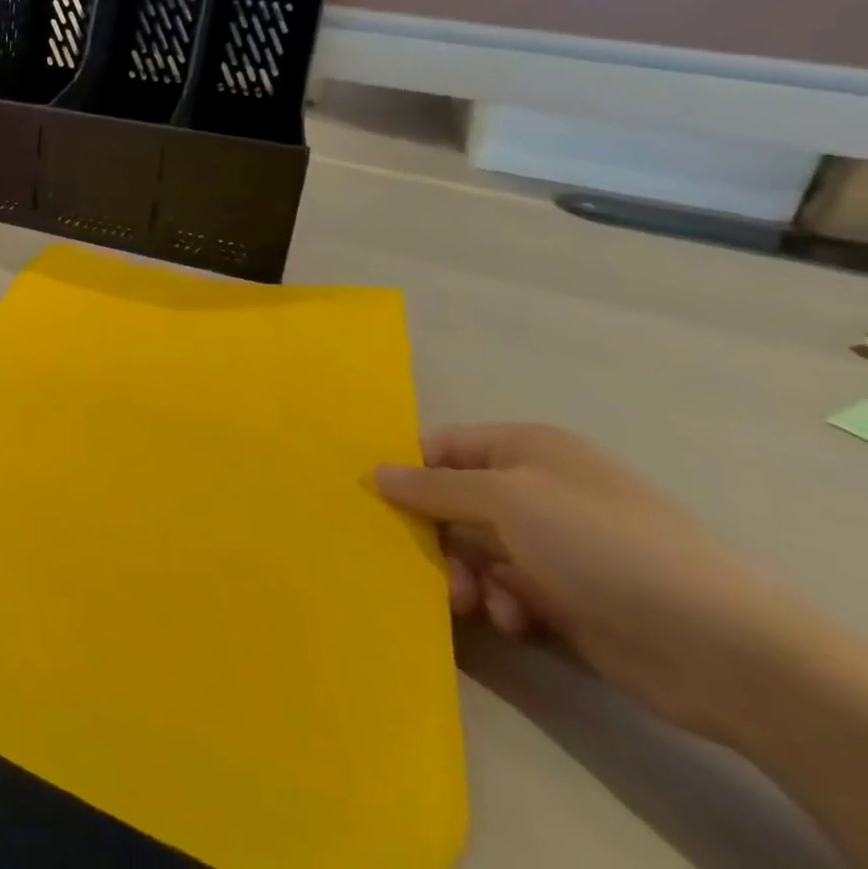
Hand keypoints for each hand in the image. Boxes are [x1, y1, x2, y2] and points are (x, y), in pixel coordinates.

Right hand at [377, 425, 803, 743]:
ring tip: (474, 604)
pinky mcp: (566, 598)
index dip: (407, 471)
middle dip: (434, 536)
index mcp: (525, 449)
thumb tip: (374, 472)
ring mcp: (553, 546)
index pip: (442, 448)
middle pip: (452, 503)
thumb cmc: (599, 544)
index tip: (374, 503)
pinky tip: (513, 621)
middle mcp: (536, 491)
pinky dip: (499, 603)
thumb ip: (433, 487)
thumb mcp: (505, 499)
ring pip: (473, 550)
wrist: (724, 650)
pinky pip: (504, 589)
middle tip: (425, 568)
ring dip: (464, 576)